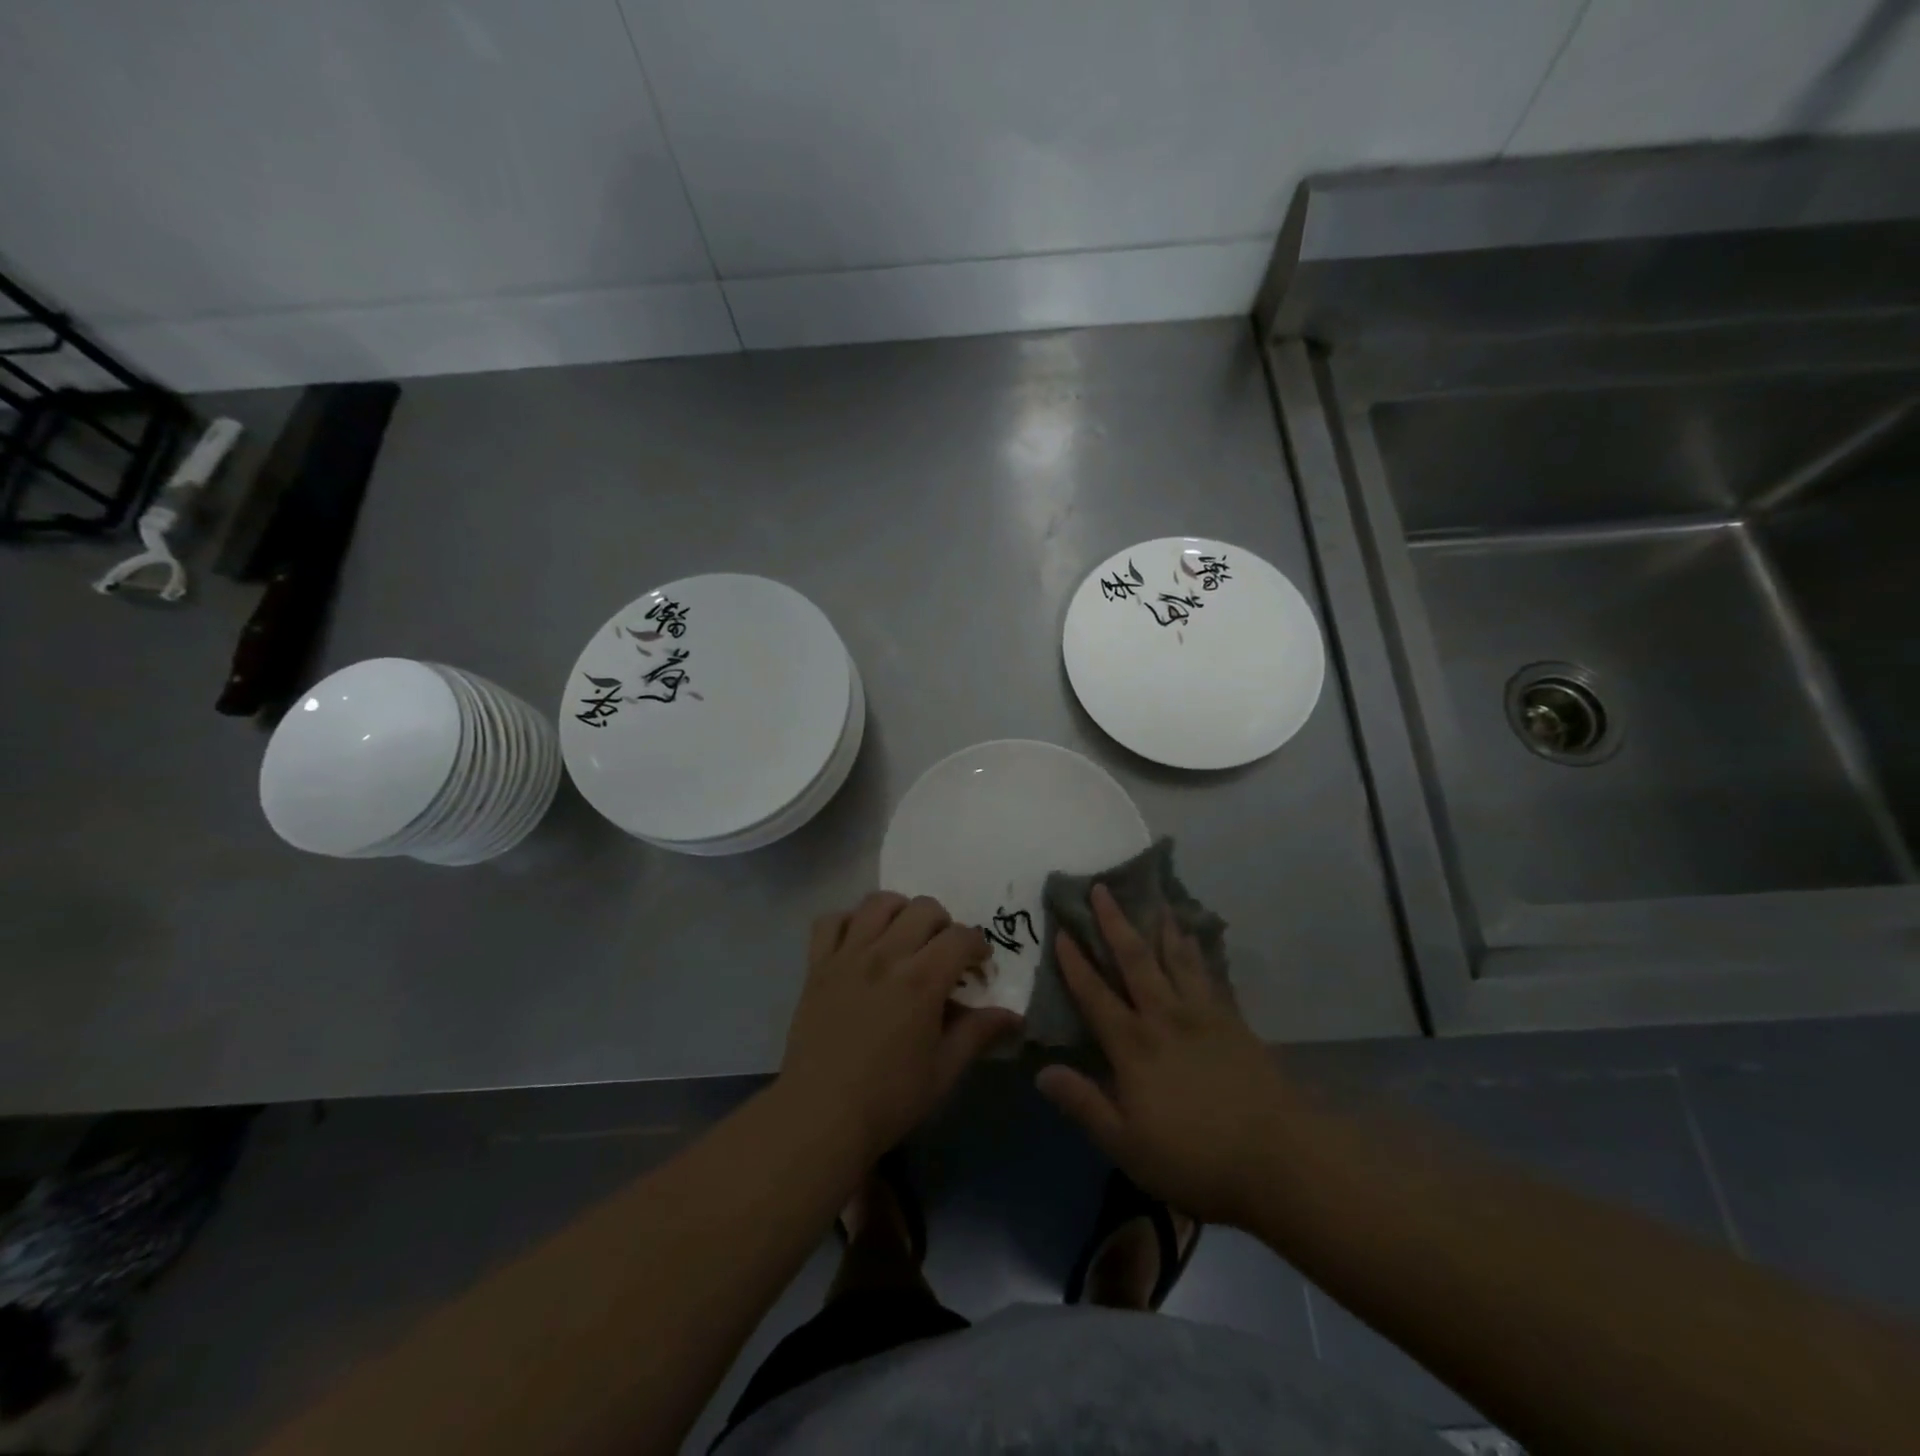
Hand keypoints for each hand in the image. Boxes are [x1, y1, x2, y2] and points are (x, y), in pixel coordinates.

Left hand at [779, 892, 1021, 1164]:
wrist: (819, 1115)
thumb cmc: (889, 1098)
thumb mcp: (944, 1070)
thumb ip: (978, 1033)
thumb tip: (1014, 1016)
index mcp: (922, 979)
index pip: (961, 937)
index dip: (978, 946)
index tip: (978, 967)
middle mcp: (886, 955)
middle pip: (923, 908)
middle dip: (943, 924)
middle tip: (943, 953)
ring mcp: (848, 955)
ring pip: (878, 902)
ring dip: (899, 911)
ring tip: (904, 936)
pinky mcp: (817, 965)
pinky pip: (831, 920)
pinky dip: (849, 921)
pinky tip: (860, 942)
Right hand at [1036, 886, 1293, 1226]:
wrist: (1279, 1159)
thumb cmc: (1195, 1158)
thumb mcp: (1127, 1145)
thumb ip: (1084, 1104)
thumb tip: (1042, 1071)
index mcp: (1133, 1046)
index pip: (1095, 995)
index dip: (1075, 962)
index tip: (1062, 930)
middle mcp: (1164, 1017)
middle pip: (1134, 960)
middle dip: (1114, 922)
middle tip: (1102, 888)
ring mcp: (1203, 1015)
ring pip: (1175, 958)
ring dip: (1160, 926)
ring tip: (1154, 899)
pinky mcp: (1233, 1021)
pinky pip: (1209, 974)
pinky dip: (1198, 951)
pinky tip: (1195, 939)